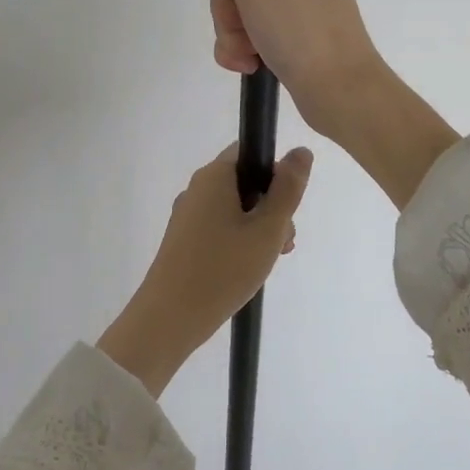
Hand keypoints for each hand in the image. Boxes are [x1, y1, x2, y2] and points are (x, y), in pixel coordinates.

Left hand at [96, 144, 313, 397]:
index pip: (250, 151)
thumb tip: (301, 151)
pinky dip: (239, 240)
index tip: (288, 203)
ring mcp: (187, 215)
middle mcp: (197, 189)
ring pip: (234, 208)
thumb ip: (288, 189)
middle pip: (244, 181)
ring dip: (258, 227)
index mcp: (214, 176)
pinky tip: (249, 268)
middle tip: (283, 240)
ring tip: (271, 259)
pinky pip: (219, 227)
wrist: (169, 319)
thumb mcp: (267, 229)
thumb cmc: (223, 269)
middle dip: (271, 205)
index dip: (275, 171)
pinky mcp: (183, 241)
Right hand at [189, 0, 459, 208]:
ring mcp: (305, 1)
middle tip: (242, 32)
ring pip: (243, 6)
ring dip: (234, 32)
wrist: (341, 93)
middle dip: (230, 9)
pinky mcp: (300, 32)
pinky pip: (256, 29)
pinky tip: (248, 64)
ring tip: (246, 56)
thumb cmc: (300, 28)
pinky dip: (245, 46)